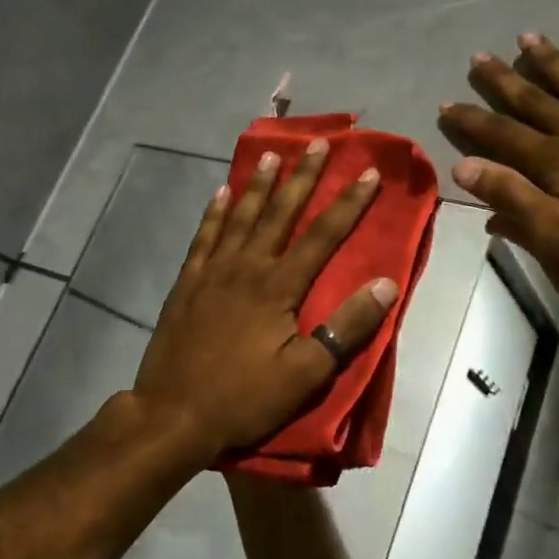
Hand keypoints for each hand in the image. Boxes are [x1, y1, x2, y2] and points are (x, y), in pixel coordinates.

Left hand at [131, 140, 398, 456]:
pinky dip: (213, 212)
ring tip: (272, 156)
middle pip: (280, 212)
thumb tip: (386, 285)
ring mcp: (212, 271)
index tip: (367, 172)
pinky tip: (220, 192)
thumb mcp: (306, 373)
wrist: (172, 414)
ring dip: (259, 185)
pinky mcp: (187, 283)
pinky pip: (203, 236)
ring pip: (240, 216)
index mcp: (278, 286)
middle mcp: (246, 266)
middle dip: (303, 177)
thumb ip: (346, 327)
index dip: (348, 203)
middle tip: (317, 143)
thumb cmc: (244, 397)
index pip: (322, 235)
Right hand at [436, 28, 558, 356]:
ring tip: (527, 36)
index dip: (471, 122)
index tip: (446, 104)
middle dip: (502, 81)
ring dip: (550, 61)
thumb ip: (513, 201)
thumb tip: (464, 167)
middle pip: (534, 101)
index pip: (500, 137)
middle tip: (478, 57)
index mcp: (554, 164)